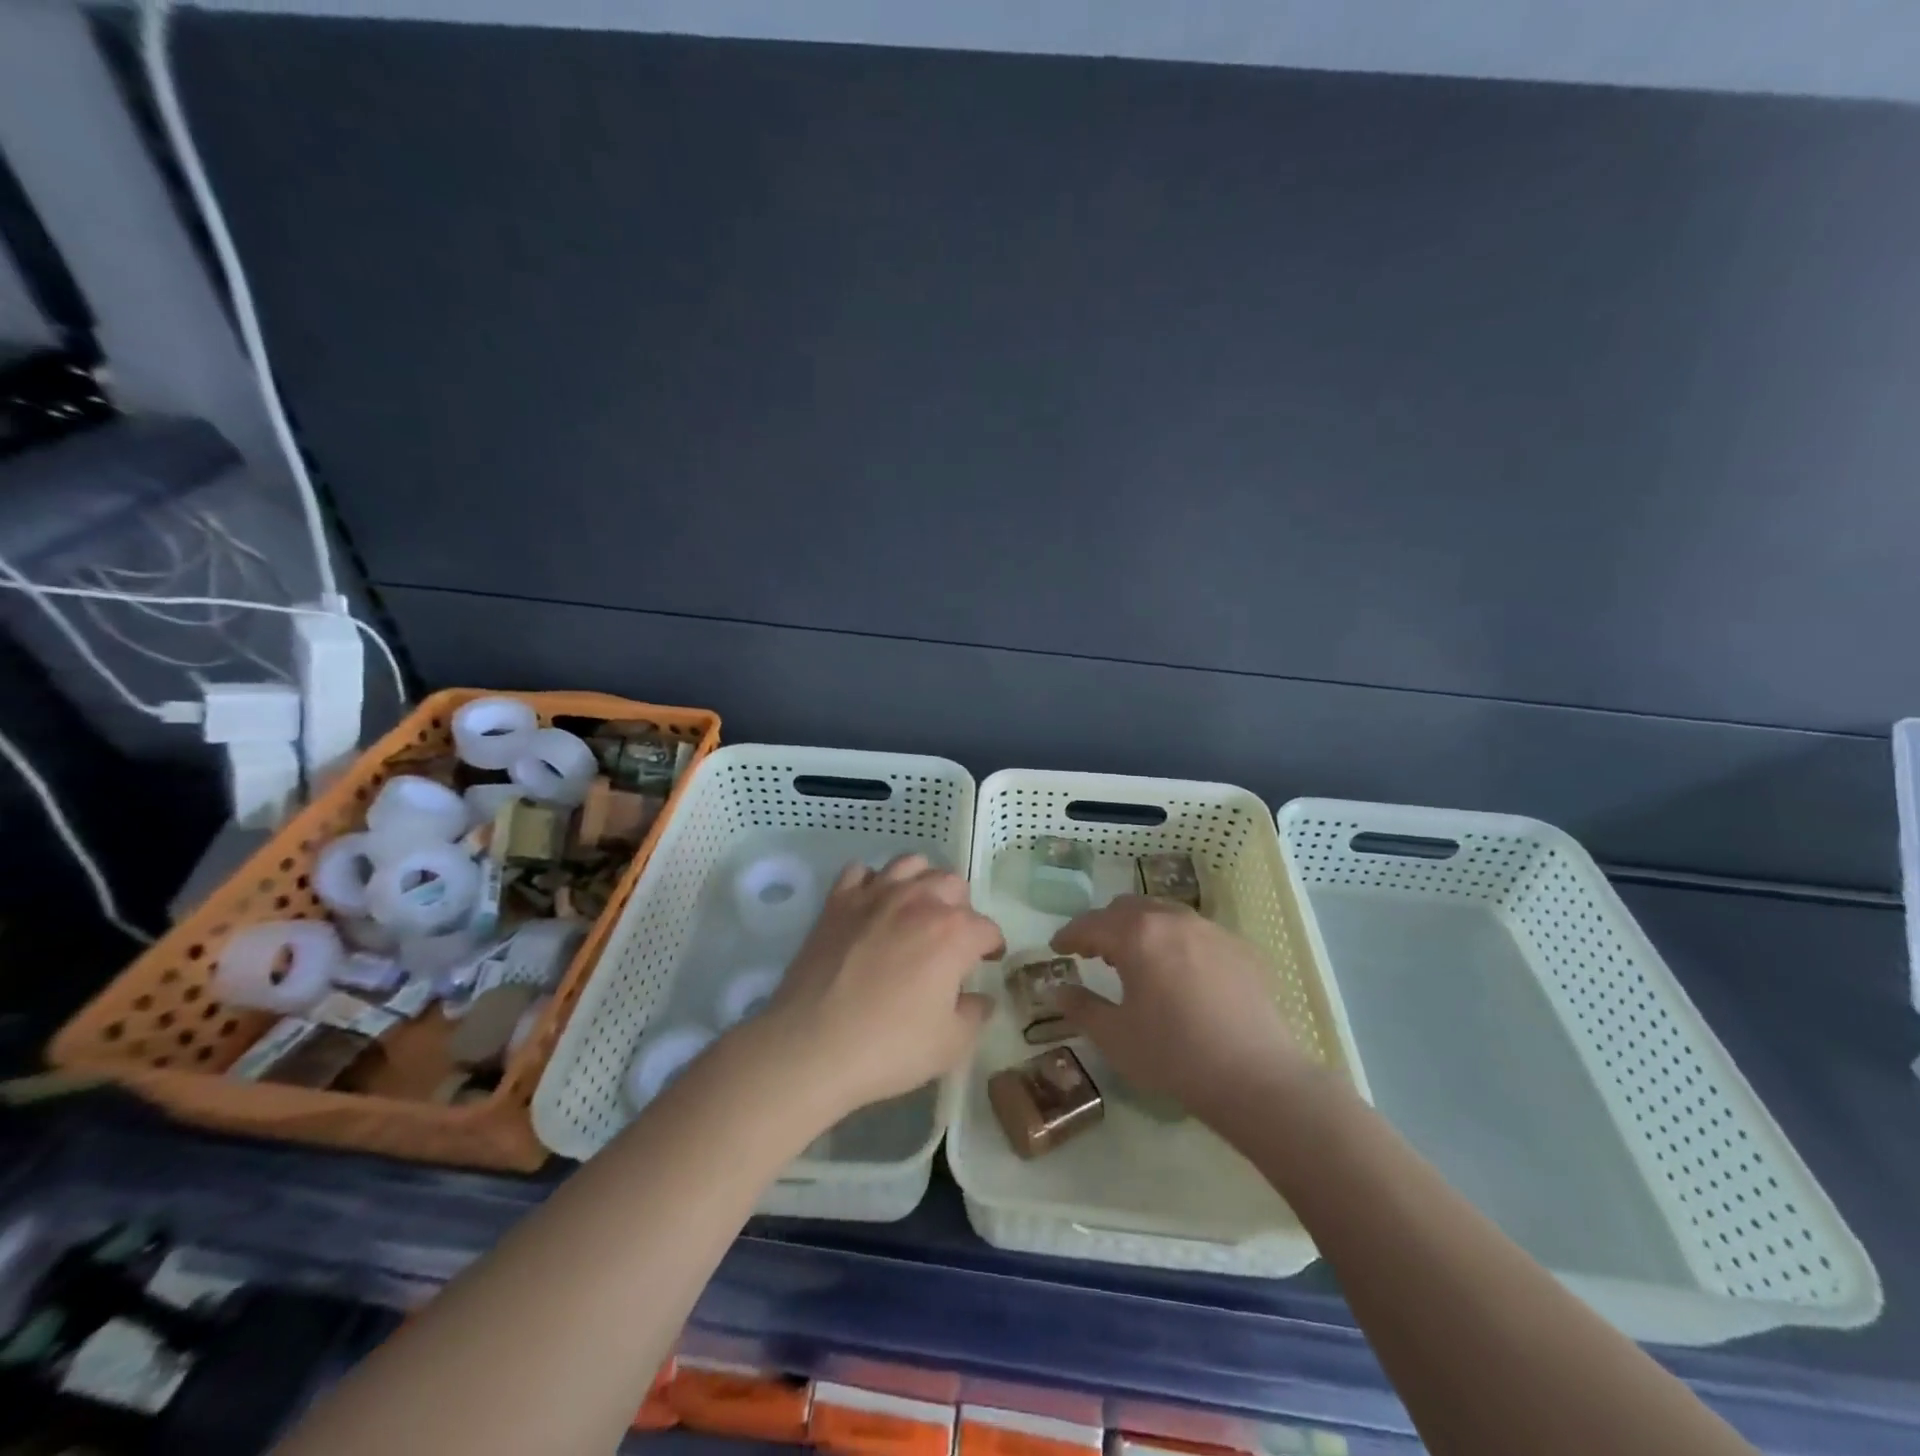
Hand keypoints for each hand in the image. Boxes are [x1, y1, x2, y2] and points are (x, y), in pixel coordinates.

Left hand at [754, 855, 1000, 1120]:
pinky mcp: (838, 901)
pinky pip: (861, 872)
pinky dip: (872, 882)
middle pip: (953, 884)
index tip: (988, 960)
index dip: (992, 946)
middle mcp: (918, 900)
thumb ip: (975, 1014)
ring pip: (910, 864)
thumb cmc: (889, 1048)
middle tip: (952, 939)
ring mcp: (875, 895)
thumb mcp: (950, 1045)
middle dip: (961, 908)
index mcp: (953, 932)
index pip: (987, 928)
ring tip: (917, 909)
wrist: (811, 1046)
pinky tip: (872, 906)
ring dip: (922, 882)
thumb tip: (980, 998)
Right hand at [1051, 897, 1316, 1127]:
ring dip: (1142, 928)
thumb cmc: (1174, 1055)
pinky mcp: (1240, 949)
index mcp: (1138, 935)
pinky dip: (1176, 942)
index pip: (1091, 924)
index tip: (1057, 948)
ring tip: (1136, 959)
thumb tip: (1057, 990)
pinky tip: (1180, 973)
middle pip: (1128, 908)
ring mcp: (1211, 930)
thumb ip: (1080, 1007)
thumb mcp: (1114, 1036)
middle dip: (1105, 926)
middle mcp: (1173, 920)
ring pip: (1165, 913)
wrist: (1256, 1078)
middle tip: (1093, 952)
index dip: (1069, 934)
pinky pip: (1197, 932)